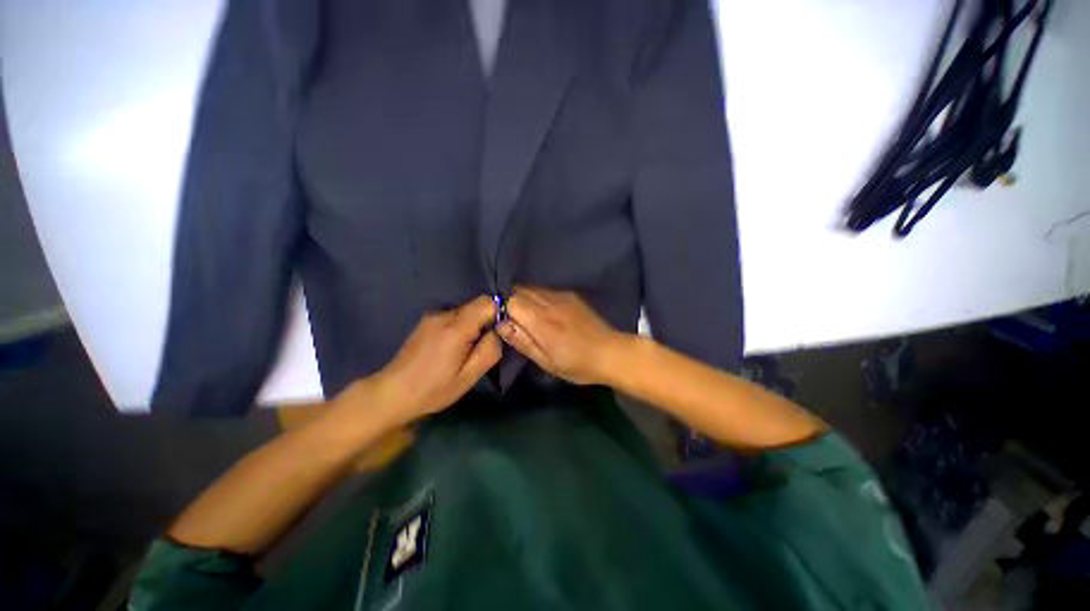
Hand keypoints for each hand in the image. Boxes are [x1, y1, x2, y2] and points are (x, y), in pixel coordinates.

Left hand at [348, 295, 500, 426]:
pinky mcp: (426, 321)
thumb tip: (498, 331)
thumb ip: (490, 350)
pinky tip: (453, 347)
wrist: (392, 393)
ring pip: (466, 310)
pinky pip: (454, 316)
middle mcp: (443, 314)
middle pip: (476, 305)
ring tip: (468, 348)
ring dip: (474, 324)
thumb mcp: (469, 376)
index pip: (487, 302)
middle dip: (487, 320)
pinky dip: (461, 326)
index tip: (501, 331)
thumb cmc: (434, 389)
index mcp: (455, 328)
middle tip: (484, 345)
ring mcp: (432, 316)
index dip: (500, 312)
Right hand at [497, 287, 627, 385]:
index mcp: (542, 322)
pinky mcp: (570, 295)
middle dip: (510, 302)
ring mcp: (562, 296)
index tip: (502, 322)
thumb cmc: (577, 364)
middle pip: (519, 290)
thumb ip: (522, 341)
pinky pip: (545, 290)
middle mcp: (550, 302)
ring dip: (523, 299)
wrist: (611, 352)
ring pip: (531, 288)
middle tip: (514, 322)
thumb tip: (500, 324)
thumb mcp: (546, 361)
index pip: (511, 301)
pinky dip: (537, 298)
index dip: (501, 309)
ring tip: (529, 318)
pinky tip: (545, 313)